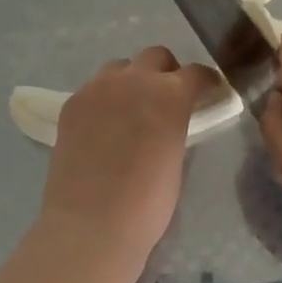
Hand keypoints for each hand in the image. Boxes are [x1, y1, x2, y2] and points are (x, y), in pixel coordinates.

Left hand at [41, 47, 222, 267]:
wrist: (91, 225)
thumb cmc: (148, 202)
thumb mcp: (177, 156)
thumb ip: (176, 126)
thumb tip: (172, 120)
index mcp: (171, 94)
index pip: (196, 73)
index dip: (206, 82)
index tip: (209, 93)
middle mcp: (135, 80)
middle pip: (156, 57)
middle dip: (167, 72)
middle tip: (168, 99)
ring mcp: (98, 88)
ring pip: (121, 67)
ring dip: (132, 80)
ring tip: (132, 109)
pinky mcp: (72, 104)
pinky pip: (94, 89)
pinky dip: (105, 99)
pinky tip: (105, 126)